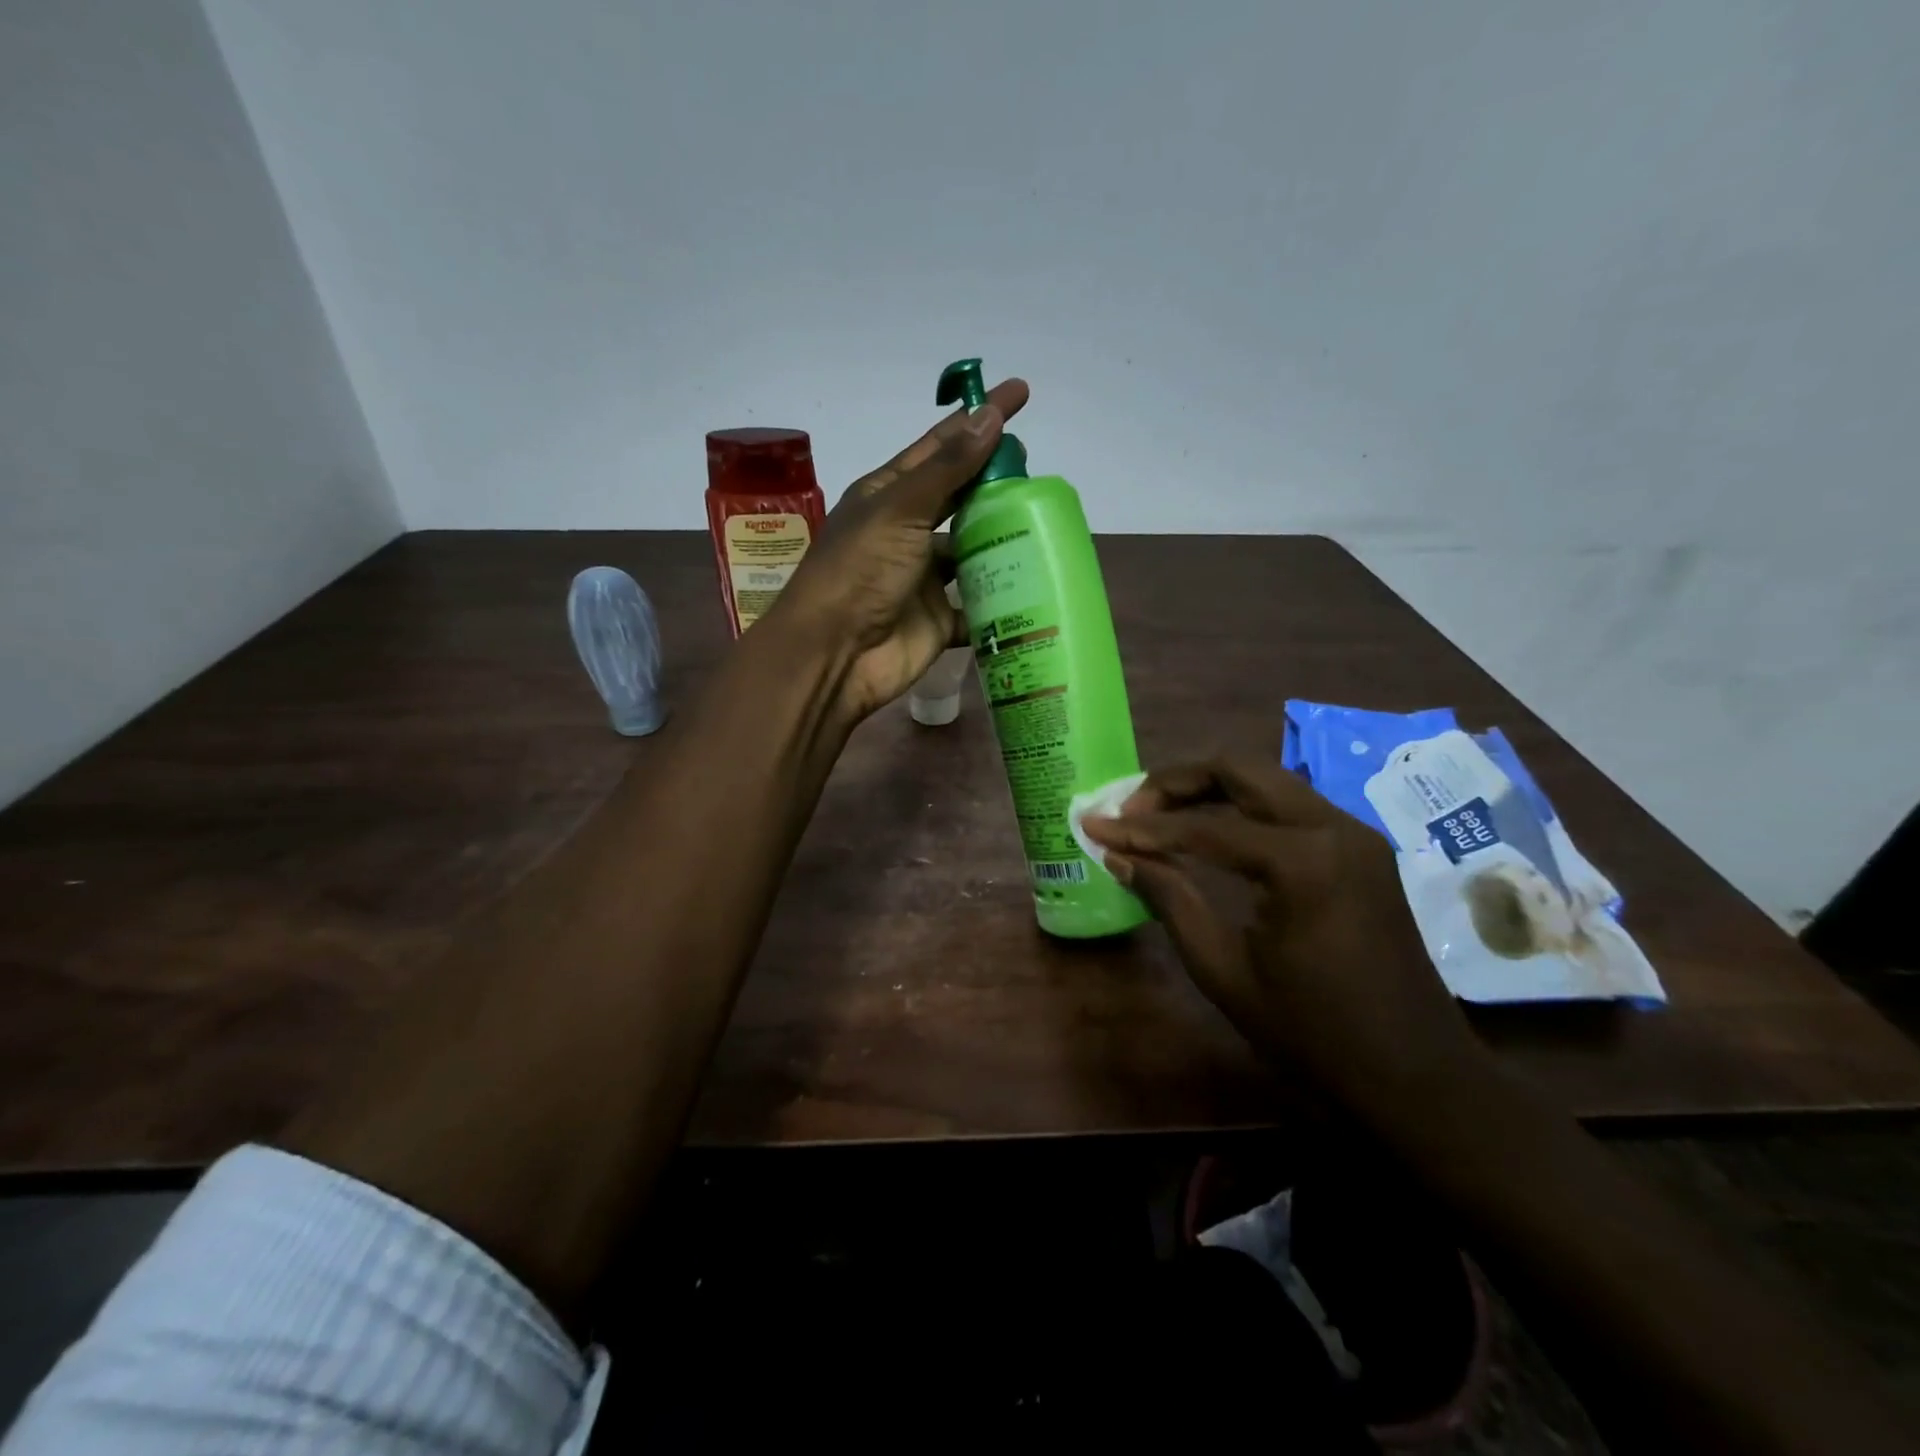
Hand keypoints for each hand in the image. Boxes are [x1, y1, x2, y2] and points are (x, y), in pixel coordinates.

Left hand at [770, 378, 1029, 721]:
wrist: (836, 655)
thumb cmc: (860, 572)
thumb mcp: (900, 510)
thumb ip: (947, 468)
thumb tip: (988, 415)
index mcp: (889, 496)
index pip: (941, 447)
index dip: (978, 420)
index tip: (1019, 395)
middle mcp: (908, 532)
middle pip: (960, 498)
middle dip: (995, 481)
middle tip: (1038, 468)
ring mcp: (924, 578)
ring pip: (973, 553)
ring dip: (1004, 542)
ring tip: (1048, 525)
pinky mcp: (940, 620)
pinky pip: (978, 607)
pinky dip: (1002, 603)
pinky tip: (1036, 589)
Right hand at [1084, 755, 1486, 1122]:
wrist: (1416, 1078)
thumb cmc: (1313, 1034)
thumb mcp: (1224, 970)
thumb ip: (1170, 899)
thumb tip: (1119, 856)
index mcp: (1302, 861)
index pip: (1203, 827)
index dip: (1141, 828)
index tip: (1093, 825)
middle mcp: (1334, 827)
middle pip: (1241, 769)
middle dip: (1177, 781)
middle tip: (1132, 808)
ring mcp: (1355, 834)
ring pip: (1268, 780)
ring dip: (1211, 788)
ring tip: (1161, 816)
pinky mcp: (1362, 849)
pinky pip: (1291, 806)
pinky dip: (1244, 808)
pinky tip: (1212, 832)